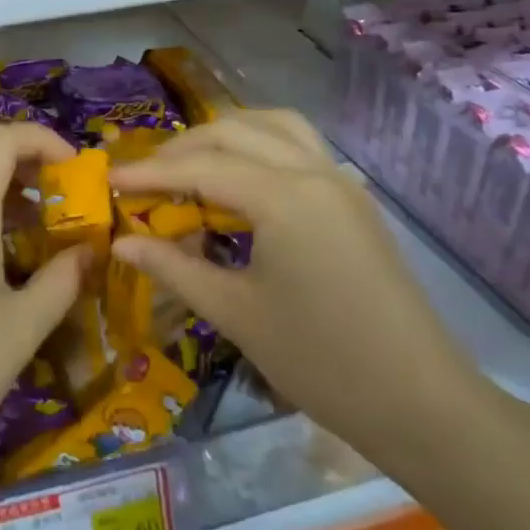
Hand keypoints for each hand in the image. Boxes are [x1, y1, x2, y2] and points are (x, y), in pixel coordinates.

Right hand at [109, 110, 486, 465]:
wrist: (422, 404)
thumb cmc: (321, 361)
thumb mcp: (235, 313)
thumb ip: (173, 267)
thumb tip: (121, 241)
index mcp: (285, 197)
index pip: (201, 167)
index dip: (149, 173)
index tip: (107, 179)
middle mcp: (314, 172)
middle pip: (234, 132)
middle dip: (182, 148)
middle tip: (143, 177)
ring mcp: (340, 182)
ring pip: (273, 126)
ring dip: (225, 135)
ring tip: (189, 165)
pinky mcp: (353, 200)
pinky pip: (298, 146)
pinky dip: (259, 145)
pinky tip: (239, 180)